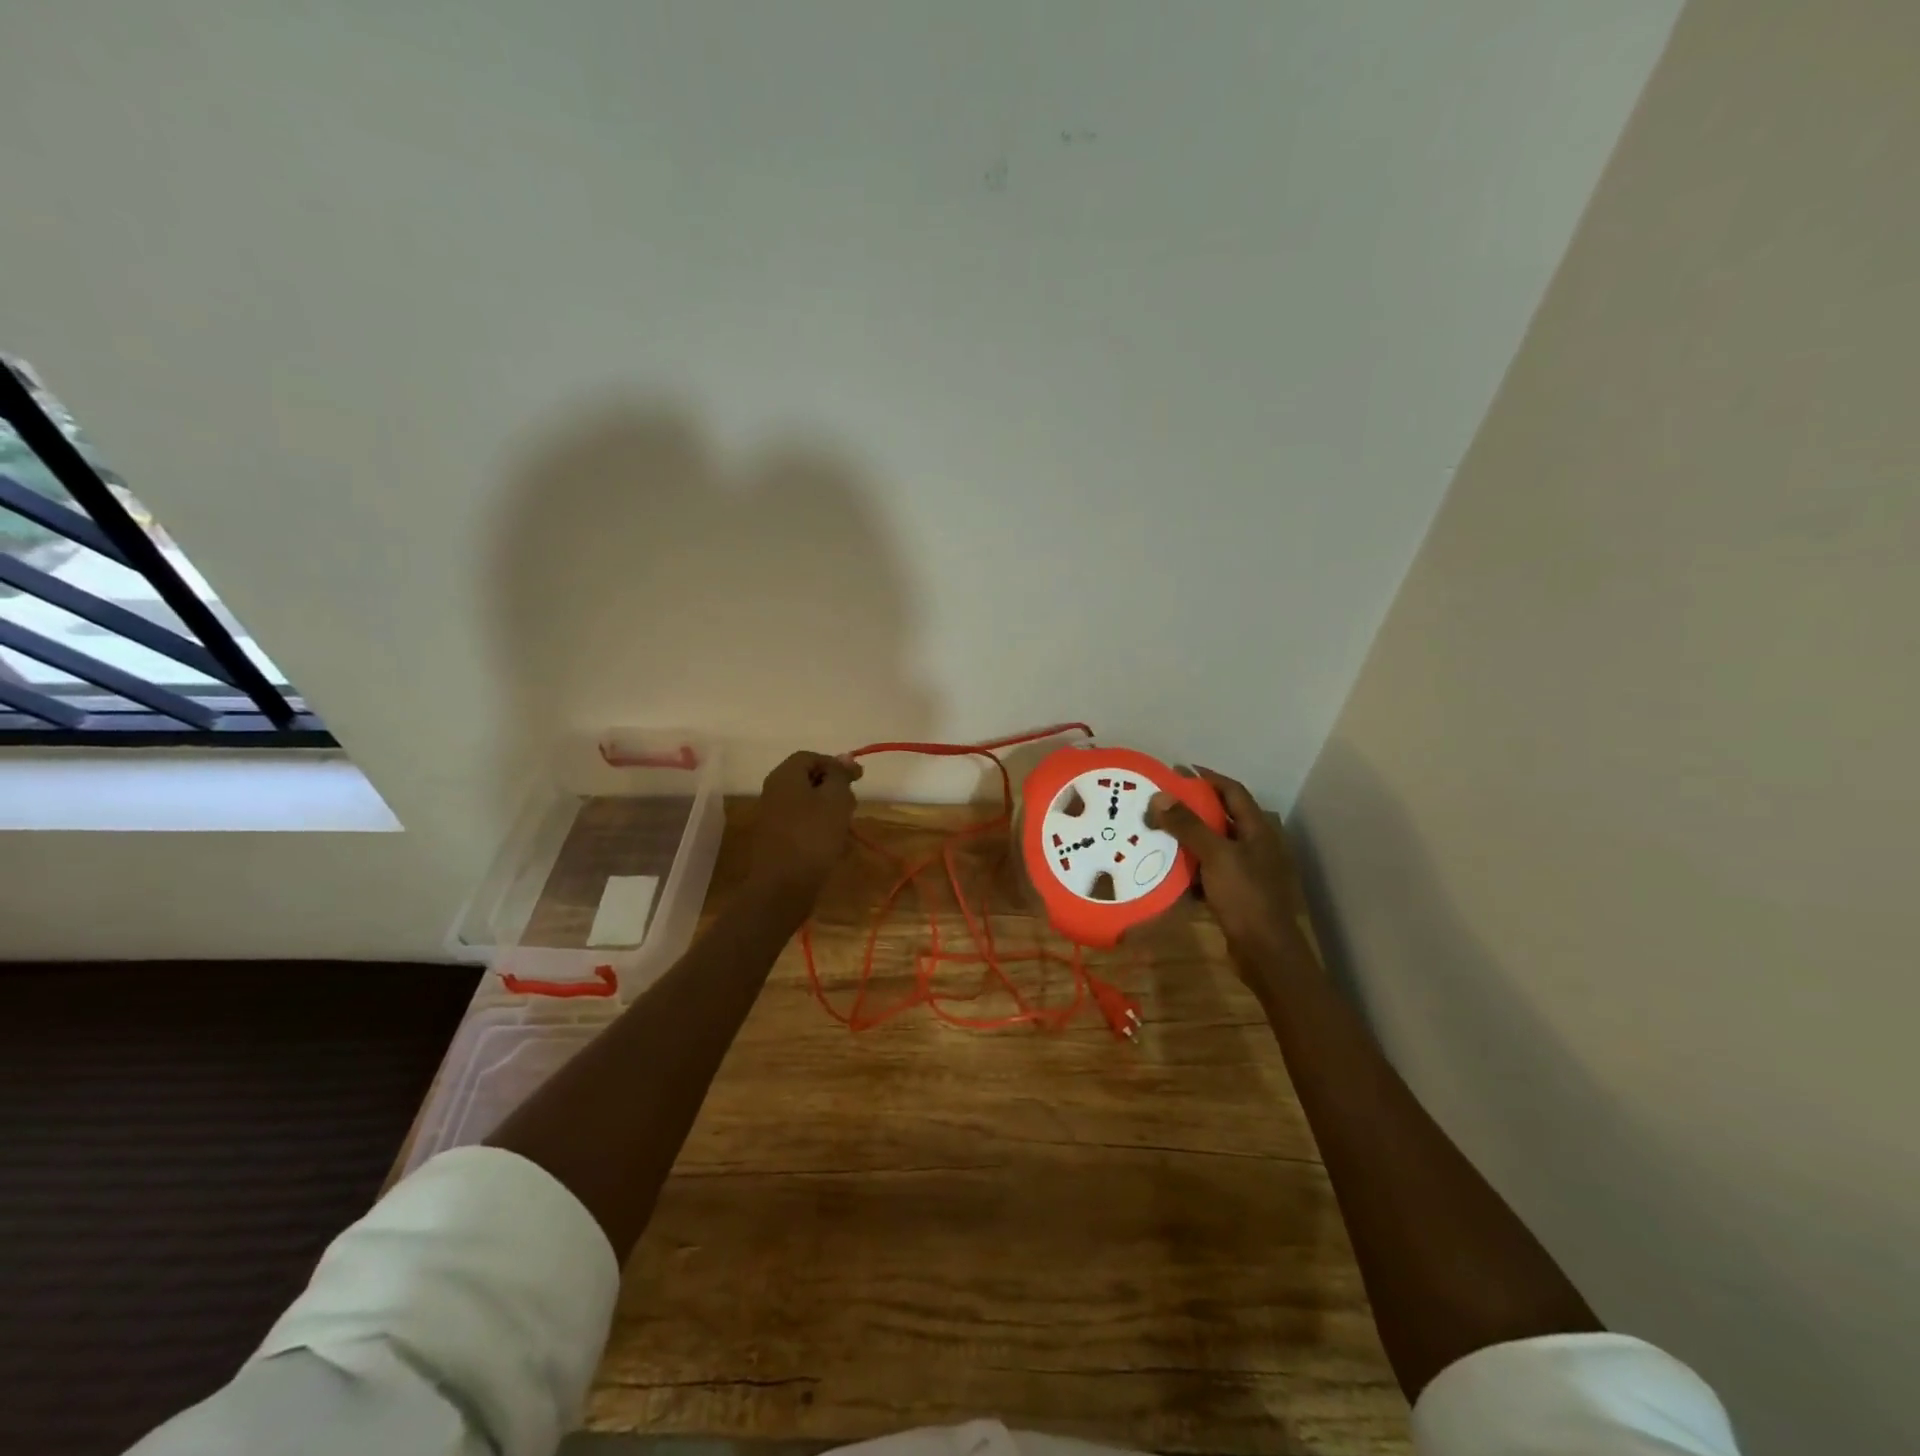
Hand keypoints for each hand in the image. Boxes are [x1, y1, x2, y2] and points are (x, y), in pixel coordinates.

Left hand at [749, 751, 863, 903]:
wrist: (783, 886)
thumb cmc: (813, 836)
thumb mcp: (835, 799)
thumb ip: (840, 775)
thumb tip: (845, 758)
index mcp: (785, 776)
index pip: (811, 757)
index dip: (836, 764)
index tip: (858, 779)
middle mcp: (774, 791)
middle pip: (807, 779)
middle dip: (833, 787)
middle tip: (852, 802)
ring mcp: (773, 816)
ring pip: (806, 802)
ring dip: (828, 809)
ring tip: (846, 825)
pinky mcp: (777, 839)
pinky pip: (801, 823)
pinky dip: (819, 826)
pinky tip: (833, 843)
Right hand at [1147, 768, 1302, 968]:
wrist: (1264, 951)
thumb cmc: (1245, 896)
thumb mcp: (1216, 856)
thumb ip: (1188, 826)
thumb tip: (1159, 797)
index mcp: (1257, 830)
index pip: (1233, 791)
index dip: (1209, 778)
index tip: (1179, 770)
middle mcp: (1254, 845)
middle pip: (1221, 817)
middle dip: (1192, 807)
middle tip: (1160, 801)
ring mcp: (1246, 870)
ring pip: (1212, 844)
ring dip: (1187, 837)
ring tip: (1156, 830)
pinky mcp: (1235, 893)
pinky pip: (1208, 870)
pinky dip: (1189, 865)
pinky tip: (1167, 866)